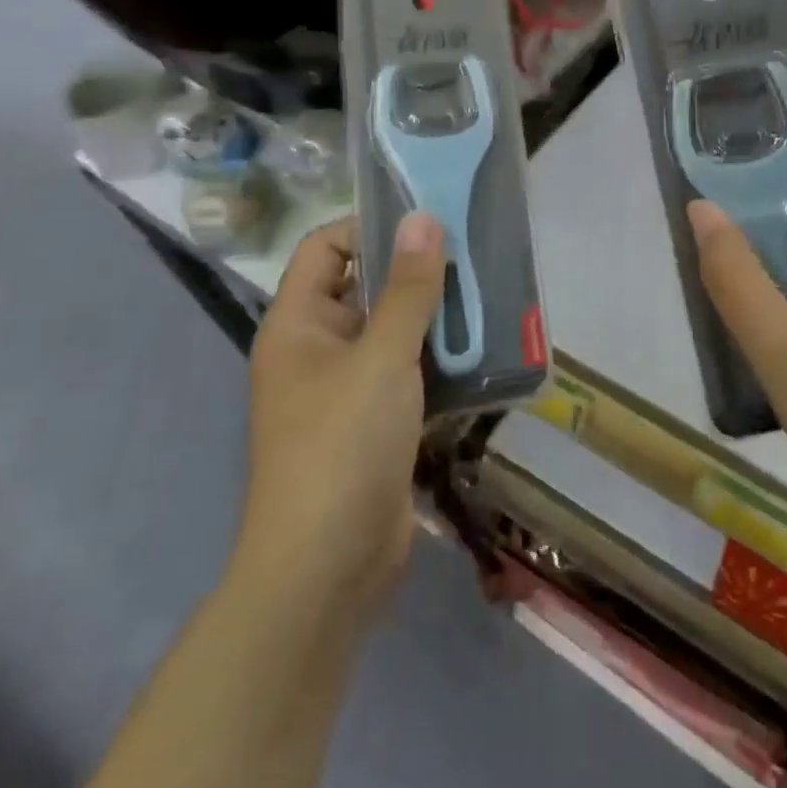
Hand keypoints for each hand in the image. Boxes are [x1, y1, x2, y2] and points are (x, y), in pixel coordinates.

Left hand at [233, 213, 445, 622]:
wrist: (327, 569)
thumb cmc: (342, 446)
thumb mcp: (382, 357)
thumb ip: (407, 288)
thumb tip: (423, 218)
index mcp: (298, 325)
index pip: (325, 248)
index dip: (369, 227)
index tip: (427, 220)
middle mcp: (316, 350)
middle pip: (364, 288)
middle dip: (415, 271)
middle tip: (472, 253)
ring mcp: (346, 390)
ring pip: (393, 332)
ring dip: (435, 317)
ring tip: (488, 293)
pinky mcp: (375, 424)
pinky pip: (408, 373)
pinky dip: (441, 359)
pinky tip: (484, 349)